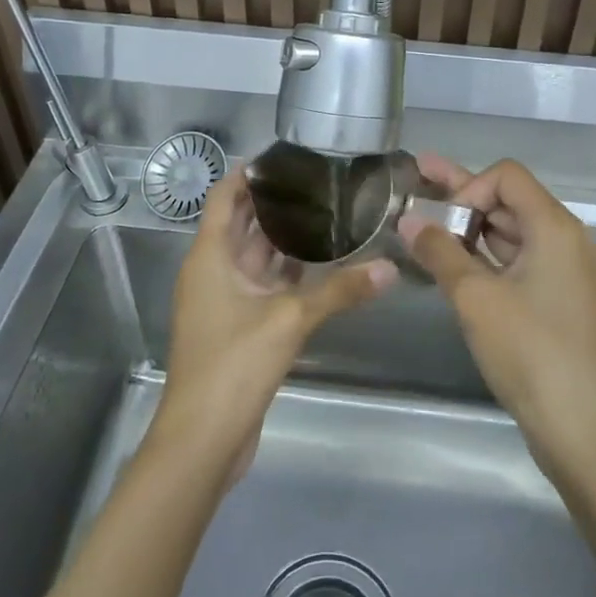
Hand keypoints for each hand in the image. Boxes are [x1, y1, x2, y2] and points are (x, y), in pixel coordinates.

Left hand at [150, 172, 394, 479]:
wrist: (204, 438)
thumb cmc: (234, 364)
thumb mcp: (290, 320)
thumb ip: (340, 290)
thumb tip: (391, 269)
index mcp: (210, 257)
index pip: (225, 198)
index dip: (249, 174)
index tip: (285, 158)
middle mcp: (212, 272)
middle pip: (241, 225)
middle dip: (273, 204)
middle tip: (318, 183)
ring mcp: (223, 302)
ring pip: (254, 258)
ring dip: (282, 240)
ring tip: (325, 215)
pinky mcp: (237, 327)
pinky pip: (262, 287)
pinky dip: (285, 274)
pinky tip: (319, 266)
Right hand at [399, 156, 595, 479]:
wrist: (584, 430)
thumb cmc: (530, 353)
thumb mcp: (475, 298)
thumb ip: (439, 252)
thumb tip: (408, 219)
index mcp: (556, 228)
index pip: (507, 176)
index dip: (468, 186)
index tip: (441, 222)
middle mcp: (570, 242)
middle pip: (511, 201)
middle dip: (463, 198)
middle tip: (416, 187)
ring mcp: (571, 274)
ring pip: (515, 235)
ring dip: (473, 230)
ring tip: (427, 229)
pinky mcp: (565, 302)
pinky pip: (524, 264)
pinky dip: (490, 259)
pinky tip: (457, 267)